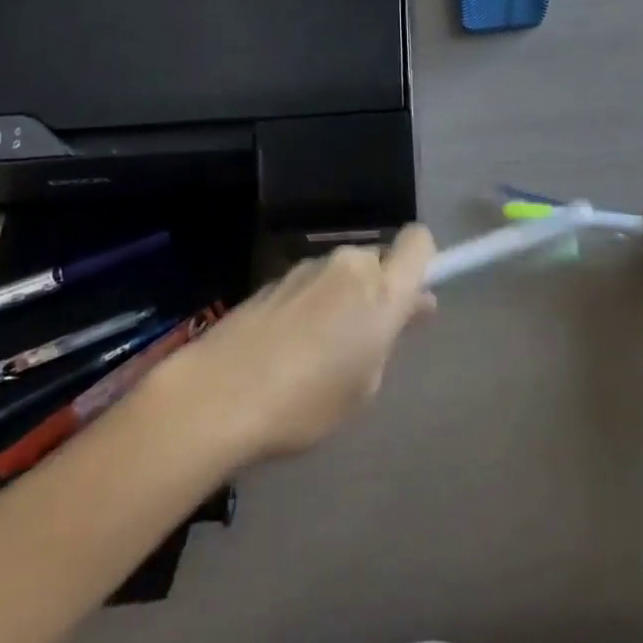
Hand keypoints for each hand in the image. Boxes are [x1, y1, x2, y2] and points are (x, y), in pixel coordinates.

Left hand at [158, 225, 436, 465]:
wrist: (219, 394)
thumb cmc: (307, 401)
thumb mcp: (365, 383)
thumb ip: (390, 336)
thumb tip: (409, 306)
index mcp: (381, 287)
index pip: (418, 241)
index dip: (422, 261)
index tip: (413, 296)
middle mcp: (348, 264)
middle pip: (377, 259)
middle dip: (378, 288)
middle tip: (367, 338)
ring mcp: (308, 267)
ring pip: (342, 273)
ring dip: (343, 298)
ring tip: (321, 351)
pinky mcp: (274, 279)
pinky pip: (310, 285)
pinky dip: (311, 306)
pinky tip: (289, 348)